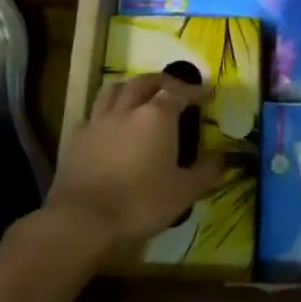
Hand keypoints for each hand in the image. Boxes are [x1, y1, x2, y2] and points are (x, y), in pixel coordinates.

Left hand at [47, 74, 223, 245]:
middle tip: (174, 88)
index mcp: (156, 116)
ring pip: (113, 89)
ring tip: (140, 95)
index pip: (179, 92)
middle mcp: (127, 110)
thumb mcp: (184, 192)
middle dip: (162, 81)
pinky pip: (94, 113)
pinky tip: (110, 124)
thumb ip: (207, 172)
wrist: (83, 220)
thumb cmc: (141, 203)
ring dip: (130, 87)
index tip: (206, 92)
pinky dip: (107, 111)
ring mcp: (98, 121)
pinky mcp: (76, 138)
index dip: (194, 90)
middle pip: (144, 82)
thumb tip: (224, 157)